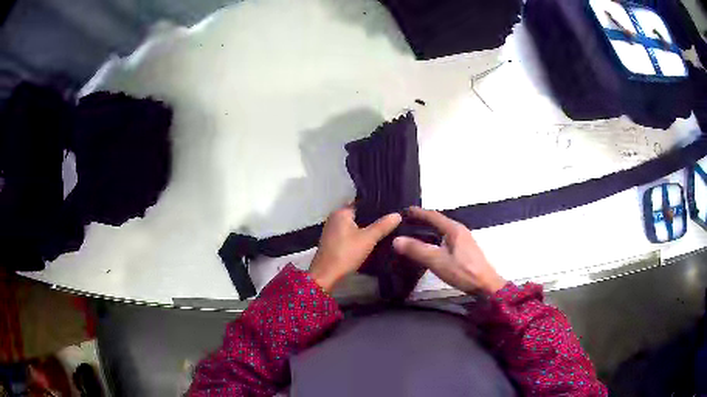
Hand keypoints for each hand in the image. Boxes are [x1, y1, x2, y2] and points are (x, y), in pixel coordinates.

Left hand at [309, 205, 401, 292]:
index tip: (392, 210)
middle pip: (358, 215)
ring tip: (385, 231)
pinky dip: (358, 237)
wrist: (326, 275)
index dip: (377, 207)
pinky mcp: (332, 242)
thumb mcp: (368, 239)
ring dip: (365, 229)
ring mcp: (332, 230)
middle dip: (372, 219)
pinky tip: (370, 242)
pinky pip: (349, 234)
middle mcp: (334, 218)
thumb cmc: (346, 253)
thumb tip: (398, 214)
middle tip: (391, 222)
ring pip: (354, 226)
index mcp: (341, 212)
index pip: (362, 204)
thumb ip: (383, 226)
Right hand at [392, 207, 505, 294]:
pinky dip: (435, 238)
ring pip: (442, 230)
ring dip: (429, 230)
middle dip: (423, 220)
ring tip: (415, 233)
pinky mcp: (465, 251)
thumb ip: (417, 250)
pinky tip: (430, 247)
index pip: (433, 216)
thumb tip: (396, 239)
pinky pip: (446, 239)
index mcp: (453, 229)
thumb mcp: (437, 261)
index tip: (405, 211)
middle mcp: (459, 231)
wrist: (486, 285)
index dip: (418, 213)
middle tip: (406, 222)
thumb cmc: (463, 271)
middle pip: (438, 221)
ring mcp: (464, 241)